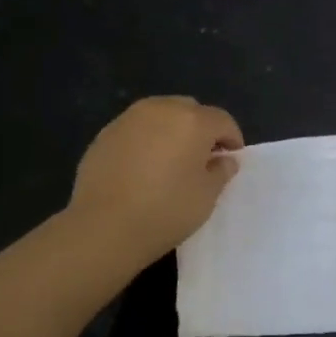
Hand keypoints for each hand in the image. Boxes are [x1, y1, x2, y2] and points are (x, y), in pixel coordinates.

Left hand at [69, 97, 243, 261]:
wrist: (103, 227)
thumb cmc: (165, 211)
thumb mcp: (206, 196)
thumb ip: (220, 171)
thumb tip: (224, 159)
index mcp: (193, 121)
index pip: (222, 120)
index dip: (232, 139)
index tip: (231, 159)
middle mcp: (161, 109)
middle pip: (190, 110)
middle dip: (201, 129)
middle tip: (201, 158)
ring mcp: (128, 119)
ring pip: (160, 115)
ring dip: (172, 131)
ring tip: (170, 161)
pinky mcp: (105, 134)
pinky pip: (136, 129)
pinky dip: (146, 140)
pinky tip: (142, 168)